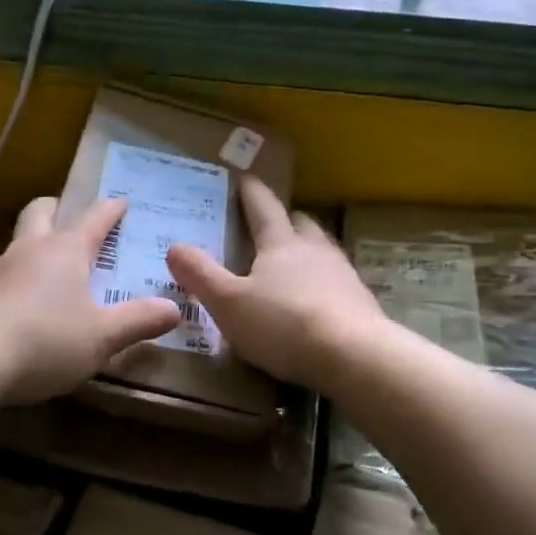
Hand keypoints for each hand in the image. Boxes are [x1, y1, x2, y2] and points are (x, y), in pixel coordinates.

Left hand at [0, 197, 180, 404]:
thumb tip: (175, 308)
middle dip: (58, 208)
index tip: (121, 200)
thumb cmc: (45, 340)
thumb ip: (138, 321)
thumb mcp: (102, 337)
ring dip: (37, 242)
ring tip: (52, 265)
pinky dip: (20, 275)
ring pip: (19, 241)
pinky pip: (4, 272)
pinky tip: (26, 301)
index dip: (111, 209)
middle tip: (71, 216)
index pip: (94, 219)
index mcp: (67, 251)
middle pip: (41, 212)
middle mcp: (31, 250)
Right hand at [166, 175, 388, 394]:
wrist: (355, 356)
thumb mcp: (229, 303)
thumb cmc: (284, 324)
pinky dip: (323, 282)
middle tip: (269, 224)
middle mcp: (314, 249)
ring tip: (293, 262)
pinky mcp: (361, 302)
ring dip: (307, 250)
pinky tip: (316, 300)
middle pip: (300, 223)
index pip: (263, 207)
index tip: (245, 178)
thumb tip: (174, 246)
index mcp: (281, 243)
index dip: (251, 192)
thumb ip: (201, 275)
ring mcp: (343, 274)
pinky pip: (337, 281)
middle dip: (285, 220)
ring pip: (322, 249)